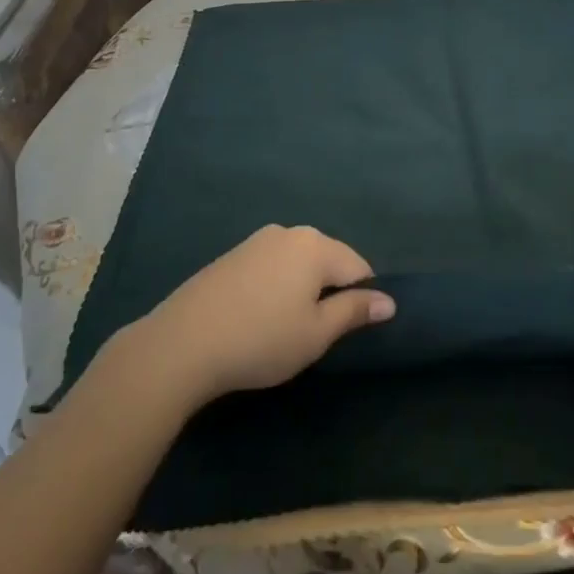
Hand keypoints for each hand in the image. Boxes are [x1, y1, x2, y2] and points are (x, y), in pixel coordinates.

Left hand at [121, 226, 395, 410]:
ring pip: (298, 262)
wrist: (183, 342)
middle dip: (331, 290)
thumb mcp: (316, 334)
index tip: (348, 331)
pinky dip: (277, 286)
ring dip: (303, 288)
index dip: (362, 298)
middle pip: (328, 259)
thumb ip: (354, 312)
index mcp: (316, 245)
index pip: (359, 267)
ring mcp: (257, 240)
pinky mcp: (233, 255)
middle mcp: (290, 232)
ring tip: (286, 328)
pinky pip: (272, 265)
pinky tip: (259, 316)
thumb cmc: (261, 339)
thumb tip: (389, 301)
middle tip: (316, 333)